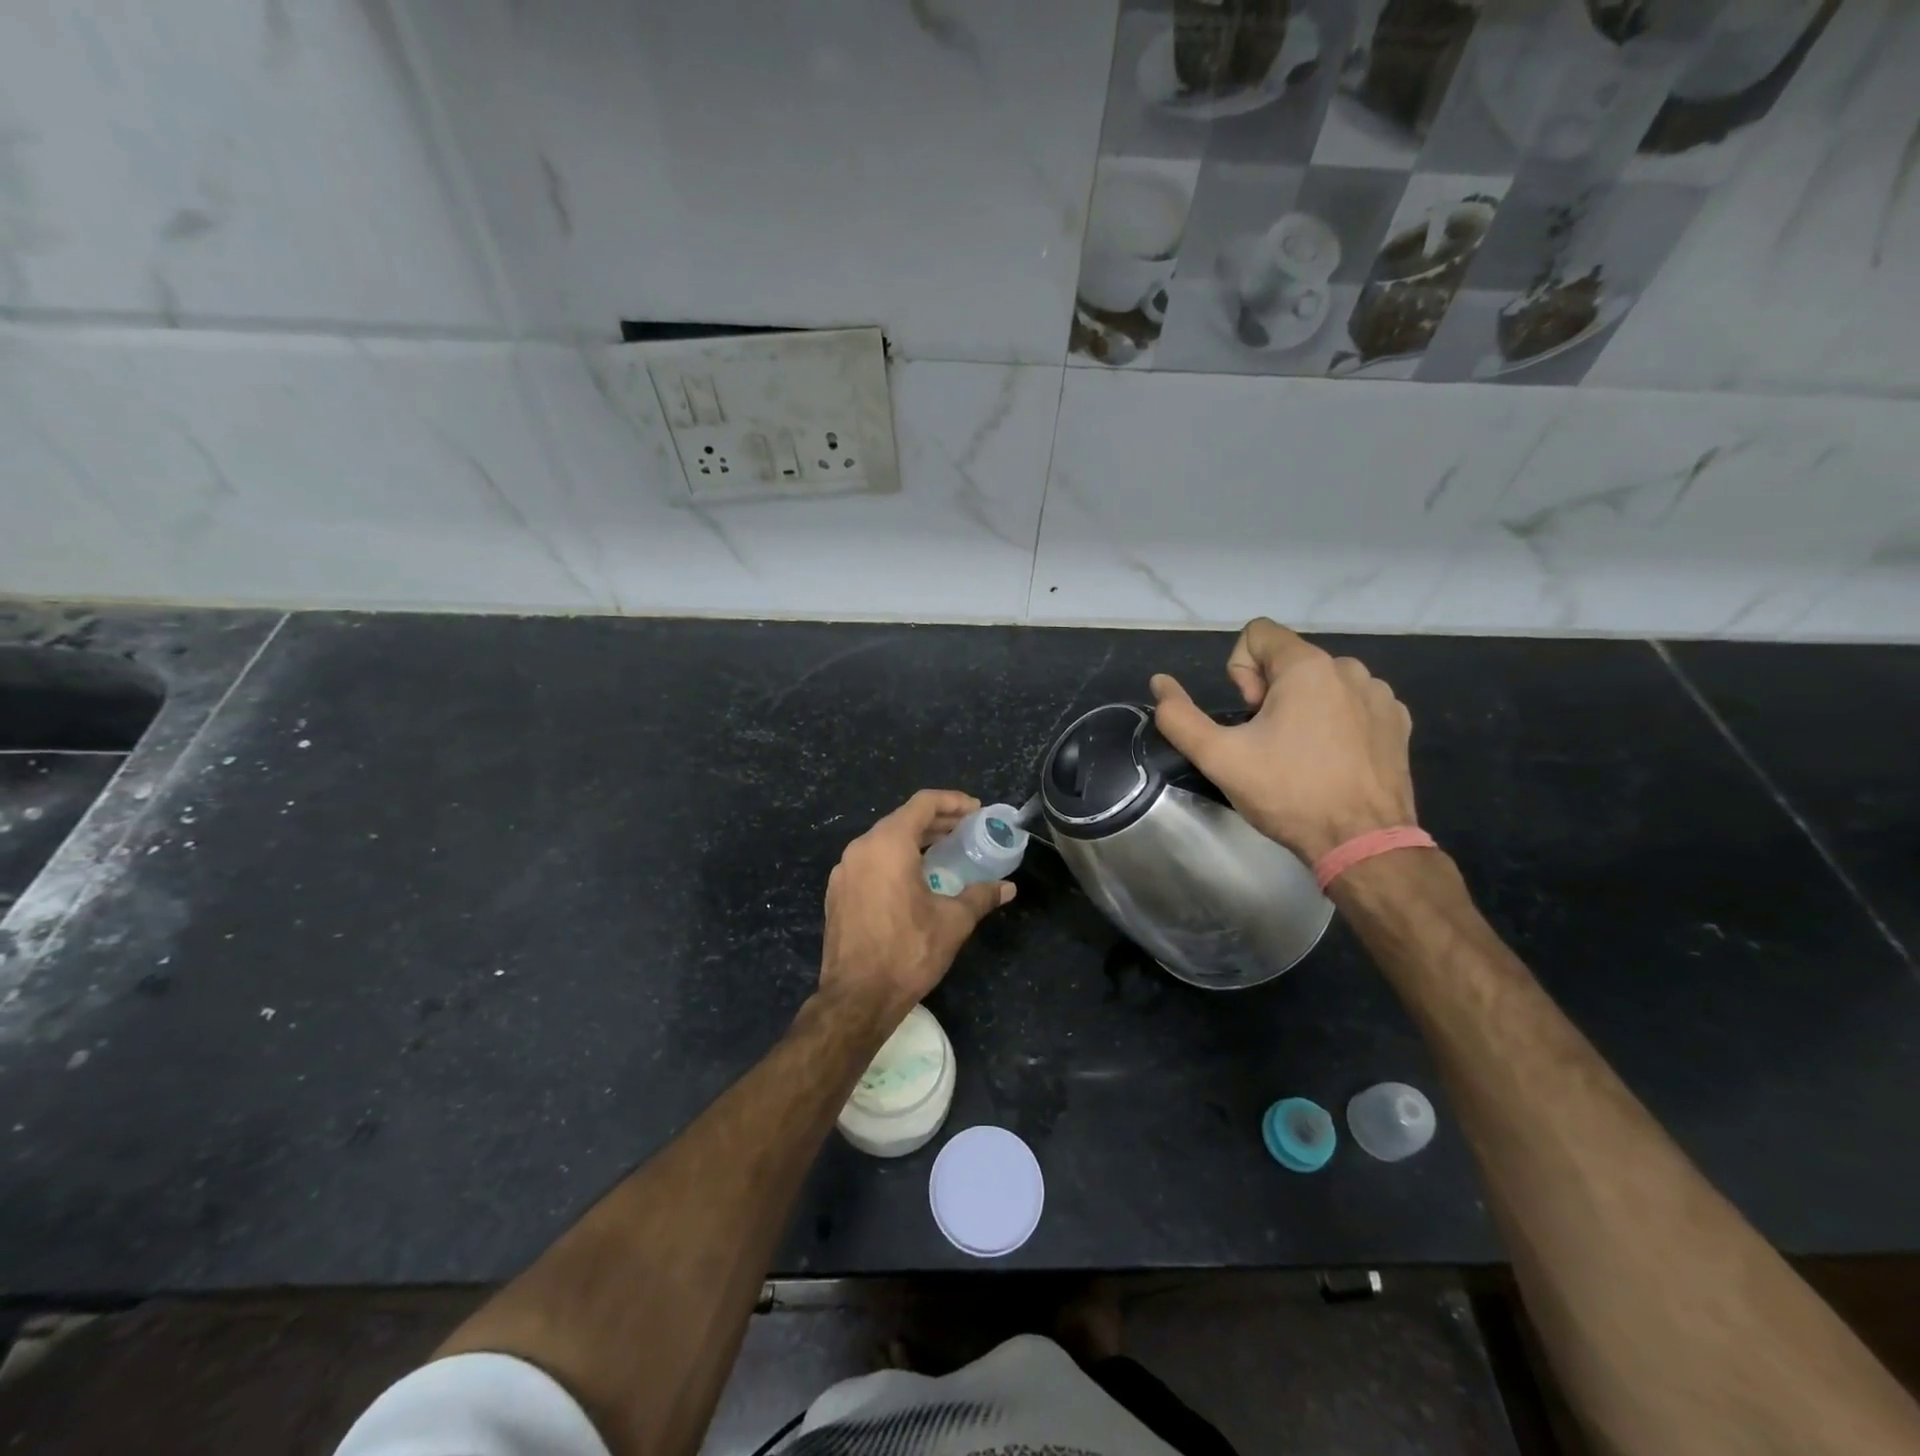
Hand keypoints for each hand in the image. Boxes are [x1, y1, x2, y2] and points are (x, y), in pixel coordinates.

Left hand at [819, 790, 1015, 1019]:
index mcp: (887, 845)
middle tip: (967, 831)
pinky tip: (915, 880)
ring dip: (916, 841)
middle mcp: (861, 849)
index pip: (923, 804)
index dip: (953, 802)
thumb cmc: (907, 952)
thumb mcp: (953, 922)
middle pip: (902, 820)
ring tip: (946, 853)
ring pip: (884, 841)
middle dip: (937, 822)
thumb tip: (1008, 888)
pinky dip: (895, 860)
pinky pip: (870, 862)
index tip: (976, 811)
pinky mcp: (837, 893)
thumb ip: (980, 896)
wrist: (856, 999)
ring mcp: (844, 871)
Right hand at [1149, 618, 1415, 863]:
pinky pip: (1353, 703)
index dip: (1240, 671)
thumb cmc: (1288, 794)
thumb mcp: (1219, 757)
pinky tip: (1331, 761)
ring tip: (1300, 755)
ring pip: (1321, 682)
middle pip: (1288, 660)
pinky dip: (1336, 721)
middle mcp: (1349, 669)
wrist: (1363, 843)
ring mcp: (1379, 695)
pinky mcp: (1397, 722)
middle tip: (1268, 744)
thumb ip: (1179, 716)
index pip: (1258, 633)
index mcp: (1307, 667)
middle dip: (1269, 693)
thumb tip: (1159, 682)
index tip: (1250, 715)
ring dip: (1302, 707)